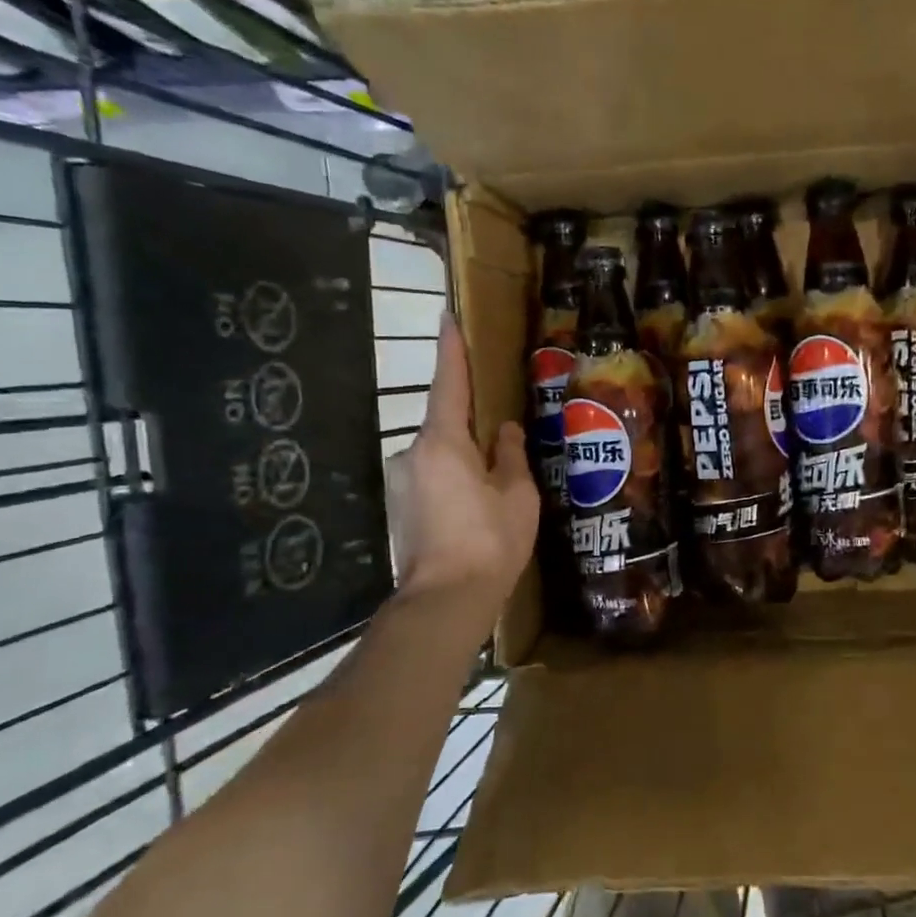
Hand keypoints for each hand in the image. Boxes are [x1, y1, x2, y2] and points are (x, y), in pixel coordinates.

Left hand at [384, 314, 537, 610]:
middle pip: (446, 426)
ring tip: (492, 493)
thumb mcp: (517, 495)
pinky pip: (431, 481)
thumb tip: (503, 431)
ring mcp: (400, 482)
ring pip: (439, 457)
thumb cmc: (489, 542)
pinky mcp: (398, 508)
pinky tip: (473, 513)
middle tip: (501, 448)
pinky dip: (451, 485)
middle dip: (471, 430)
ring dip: (463, 464)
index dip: (451, 349)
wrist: (445, 600)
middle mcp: (412, 453)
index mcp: (443, 442)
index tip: (447, 316)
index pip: (449, 383)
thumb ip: (510, 456)